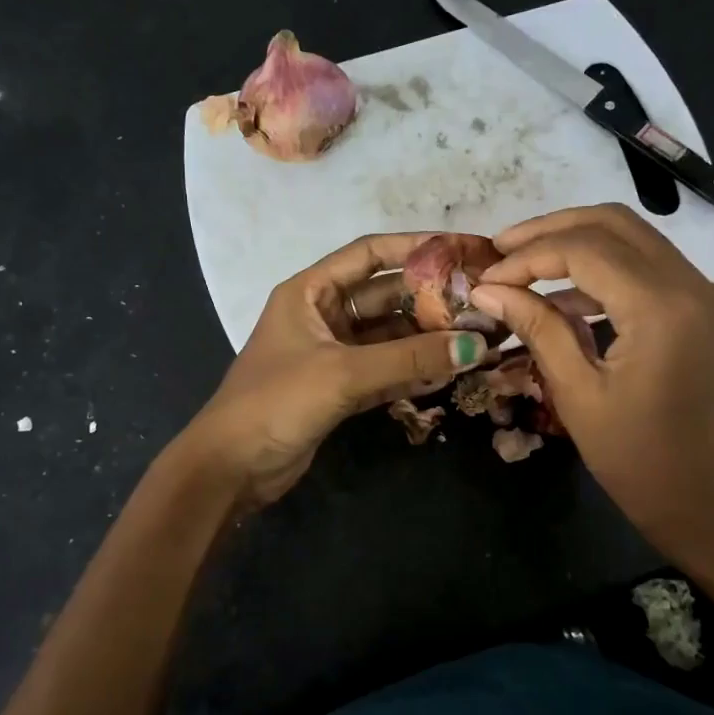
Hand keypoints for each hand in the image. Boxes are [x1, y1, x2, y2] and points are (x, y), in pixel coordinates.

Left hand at [181, 234, 489, 507]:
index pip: (369, 254)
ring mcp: (332, 352)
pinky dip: (413, 370)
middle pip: (386, 295)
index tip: (462, 249)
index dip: (415, 247)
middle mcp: (322, 314)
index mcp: (311, 291)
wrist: (232, 467)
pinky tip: (450, 371)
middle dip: (431, 299)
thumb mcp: (343, 373)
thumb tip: (474, 346)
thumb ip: (409, 359)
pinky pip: (385, 369)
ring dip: (427, 338)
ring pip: (389, 335)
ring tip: (477, 338)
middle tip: (482, 302)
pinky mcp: (339, 387)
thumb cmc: (277, 402)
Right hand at [470, 204, 713, 561]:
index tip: (485, 278)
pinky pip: (650, 272)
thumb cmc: (644, 465)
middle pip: (614, 223)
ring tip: (524, 269)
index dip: (527, 256)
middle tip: (502, 249)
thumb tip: (488, 291)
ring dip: (578, 246)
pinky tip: (564, 301)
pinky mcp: (708, 314)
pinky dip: (605, 274)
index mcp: (662, 309)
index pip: (584, 249)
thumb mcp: (579, 396)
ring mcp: (708, 297)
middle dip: (552, 229)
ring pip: (635, 240)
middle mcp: (694, 286)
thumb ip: (537, 329)